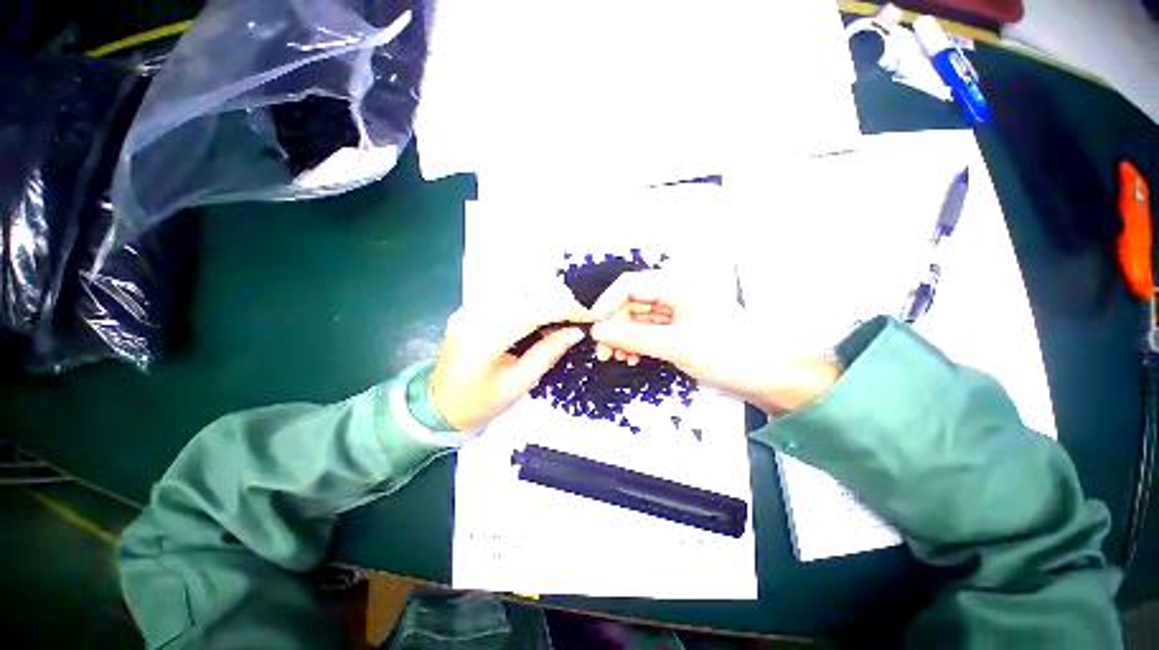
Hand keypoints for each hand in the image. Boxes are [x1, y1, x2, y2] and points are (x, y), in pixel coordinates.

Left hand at [431, 287, 591, 430]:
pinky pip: (507, 292)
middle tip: (576, 317)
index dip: (566, 309)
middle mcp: (475, 313)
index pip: (534, 310)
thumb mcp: (520, 383)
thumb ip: (548, 353)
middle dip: (558, 298)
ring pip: (517, 284)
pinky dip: (530, 297)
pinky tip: (539, 312)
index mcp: (485, 338)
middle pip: (526, 288)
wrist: (439, 405)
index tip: (588, 316)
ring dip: (545, 294)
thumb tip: (577, 331)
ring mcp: (470, 306)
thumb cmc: (481, 403)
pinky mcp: (470, 306)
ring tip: (560, 314)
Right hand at [589, 271, 838, 413]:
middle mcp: (675, 295)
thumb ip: (634, 336)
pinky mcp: (681, 331)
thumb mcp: (677, 345)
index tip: (593, 327)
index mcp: (677, 286)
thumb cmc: (729, 354)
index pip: (630, 286)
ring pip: (639, 320)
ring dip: (624, 337)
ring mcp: (678, 314)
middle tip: (603, 351)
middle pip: (632, 303)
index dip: (607, 304)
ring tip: (616, 357)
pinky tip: (632, 358)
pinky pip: (650, 332)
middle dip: (615, 326)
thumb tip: (597, 330)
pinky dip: (638, 344)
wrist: (770, 377)